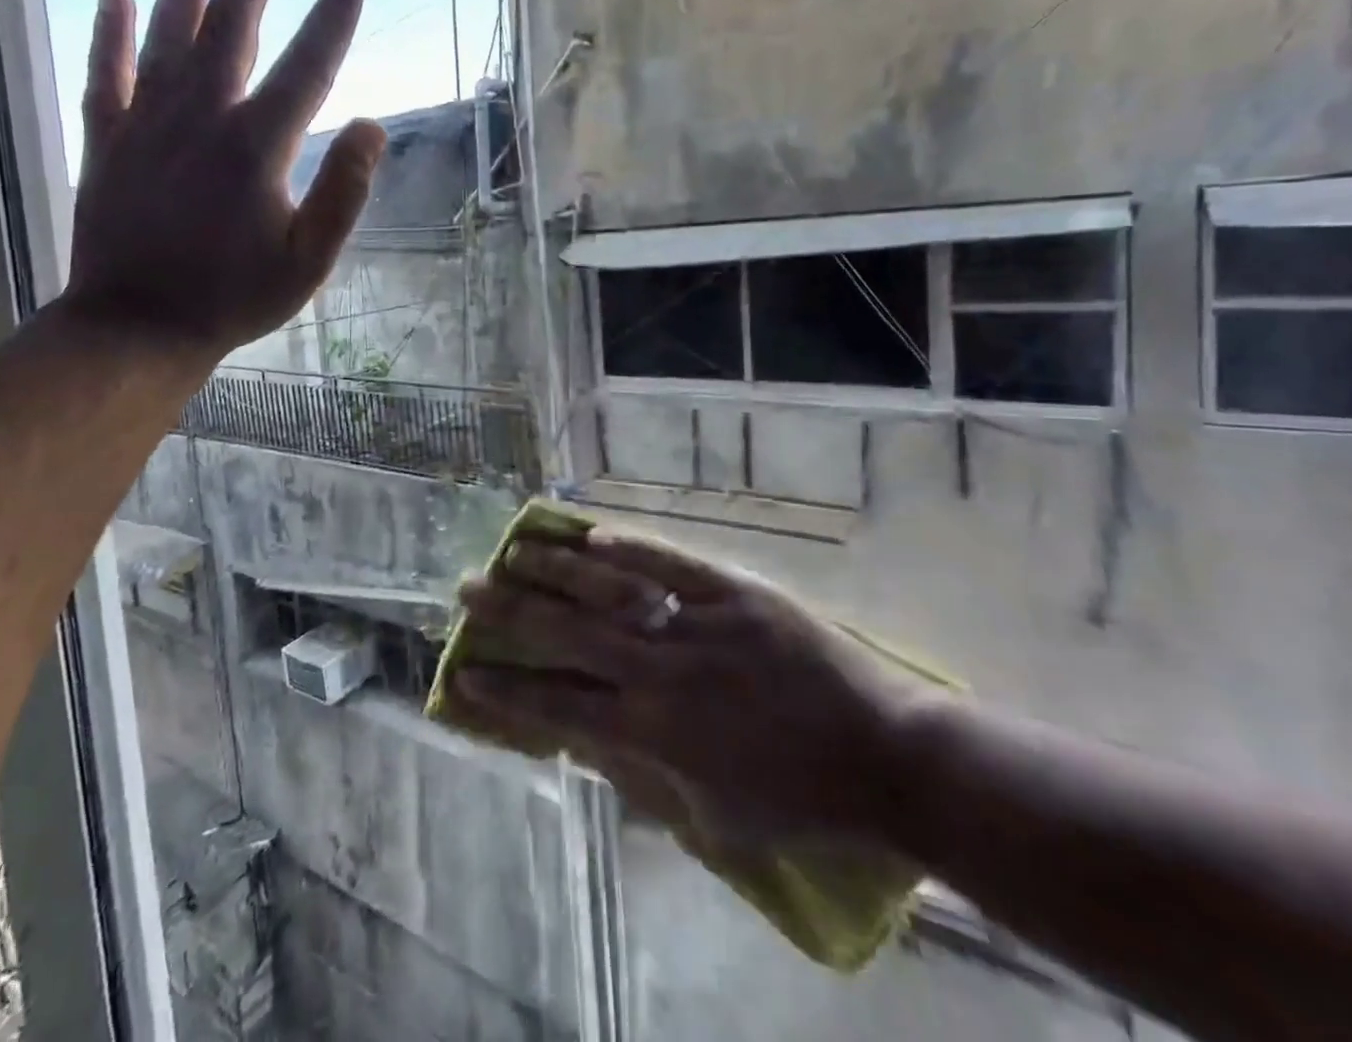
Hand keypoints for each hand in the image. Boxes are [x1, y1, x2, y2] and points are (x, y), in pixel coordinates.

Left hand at [62, 0, 385, 358]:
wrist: (137, 327)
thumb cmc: (233, 298)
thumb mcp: (308, 262)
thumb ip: (343, 194)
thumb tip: (372, 126)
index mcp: (257, 145)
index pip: (308, 64)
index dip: (334, 13)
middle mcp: (202, 117)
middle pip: (230, 26)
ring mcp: (147, 124)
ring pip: (168, 36)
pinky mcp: (107, 141)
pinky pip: (107, 72)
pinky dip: (111, 32)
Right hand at [455, 529, 928, 852]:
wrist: (889, 758)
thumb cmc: (802, 799)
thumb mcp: (715, 814)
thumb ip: (646, 777)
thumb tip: (591, 743)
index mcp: (655, 734)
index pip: (558, 707)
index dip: (505, 693)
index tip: (462, 675)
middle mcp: (662, 673)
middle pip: (566, 637)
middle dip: (508, 616)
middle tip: (465, 591)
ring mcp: (699, 625)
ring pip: (608, 591)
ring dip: (553, 570)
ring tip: (512, 550)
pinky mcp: (736, 592)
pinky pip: (671, 563)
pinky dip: (629, 549)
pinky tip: (590, 535)